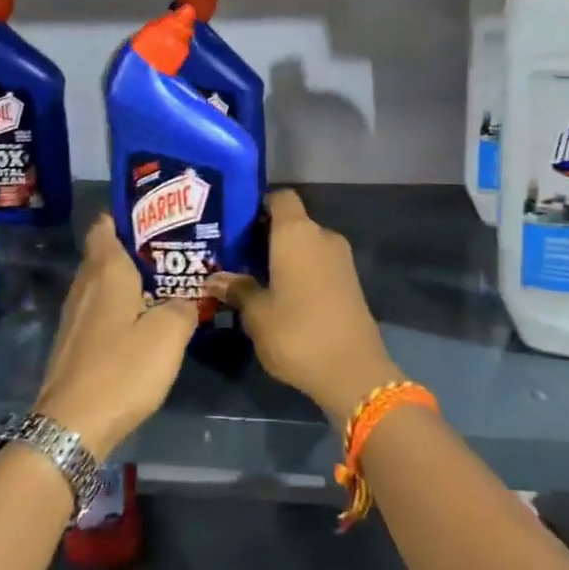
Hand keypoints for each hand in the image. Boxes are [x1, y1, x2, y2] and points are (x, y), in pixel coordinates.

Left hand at [34, 216, 198, 456]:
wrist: (72, 426)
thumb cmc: (122, 369)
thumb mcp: (169, 334)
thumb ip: (183, 307)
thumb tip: (183, 300)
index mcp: (106, 271)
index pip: (106, 225)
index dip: (128, 215)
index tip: (157, 215)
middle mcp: (85, 285)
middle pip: (105, 252)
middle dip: (135, 247)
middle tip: (172, 249)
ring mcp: (75, 315)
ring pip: (102, 283)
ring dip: (128, 279)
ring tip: (164, 282)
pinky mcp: (74, 341)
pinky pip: (99, 309)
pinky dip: (120, 306)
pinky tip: (142, 319)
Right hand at [212, 190, 403, 425]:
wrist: (353, 372)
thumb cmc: (297, 333)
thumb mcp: (256, 314)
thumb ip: (237, 289)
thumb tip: (215, 278)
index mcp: (297, 233)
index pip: (280, 197)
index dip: (258, 204)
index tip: (235, 224)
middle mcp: (322, 236)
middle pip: (291, 223)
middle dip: (264, 236)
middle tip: (234, 255)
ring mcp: (340, 259)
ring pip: (305, 245)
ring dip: (282, 257)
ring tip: (252, 277)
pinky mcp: (350, 282)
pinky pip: (318, 264)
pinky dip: (300, 272)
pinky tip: (279, 295)